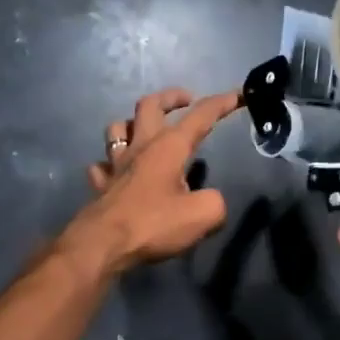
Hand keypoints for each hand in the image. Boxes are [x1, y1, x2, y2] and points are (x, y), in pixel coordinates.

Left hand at [62, 87, 240, 275]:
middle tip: (186, 99)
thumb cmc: (154, 224)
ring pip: (118, 128)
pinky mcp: (101, 185)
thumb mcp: (203, 215)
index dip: (222, 103)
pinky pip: (102, 165)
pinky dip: (110, 163)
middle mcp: (141, 147)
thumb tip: (211, 201)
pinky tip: (117, 170)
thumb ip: (216, 202)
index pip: (200, 116)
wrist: (103, 245)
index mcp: (169, 147)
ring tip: (147, 129)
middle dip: (171, 96)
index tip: (239, 95)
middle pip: (150, 105)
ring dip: (134, 122)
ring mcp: (116, 164)